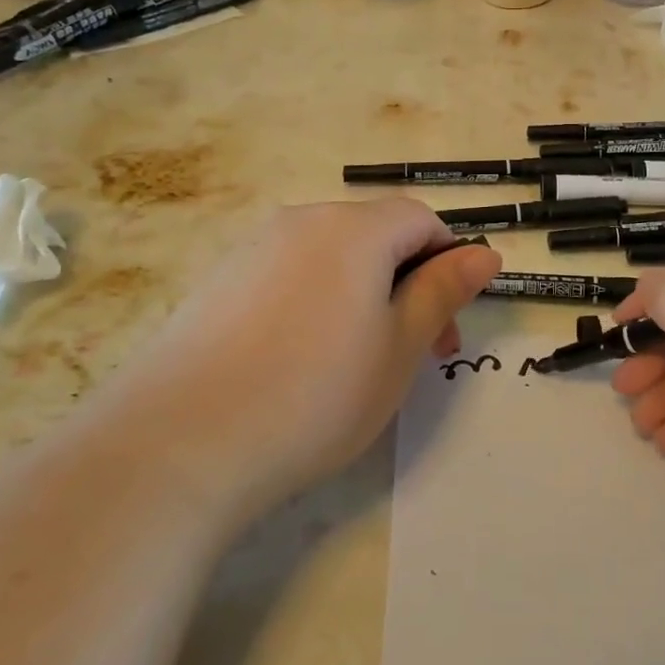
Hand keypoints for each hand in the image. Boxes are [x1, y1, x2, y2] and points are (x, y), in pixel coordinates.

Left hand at [119, 199, 500, 519]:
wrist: (179, 443)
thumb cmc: (316, 393)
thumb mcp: (400, 347)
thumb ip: (444, 291)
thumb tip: (485, 252)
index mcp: (355, 229)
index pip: (421, 220)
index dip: (448, 263)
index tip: (448, 326)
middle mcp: (303, 221)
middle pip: (375, 236)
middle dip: (407, 284)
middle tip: (414, 354)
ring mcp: (254, 248)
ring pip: (331, 258)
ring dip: (362, 295)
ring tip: (355, 363)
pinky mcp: (218, 281)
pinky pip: (287, 277)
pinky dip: (313, 304)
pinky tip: (297, 361)